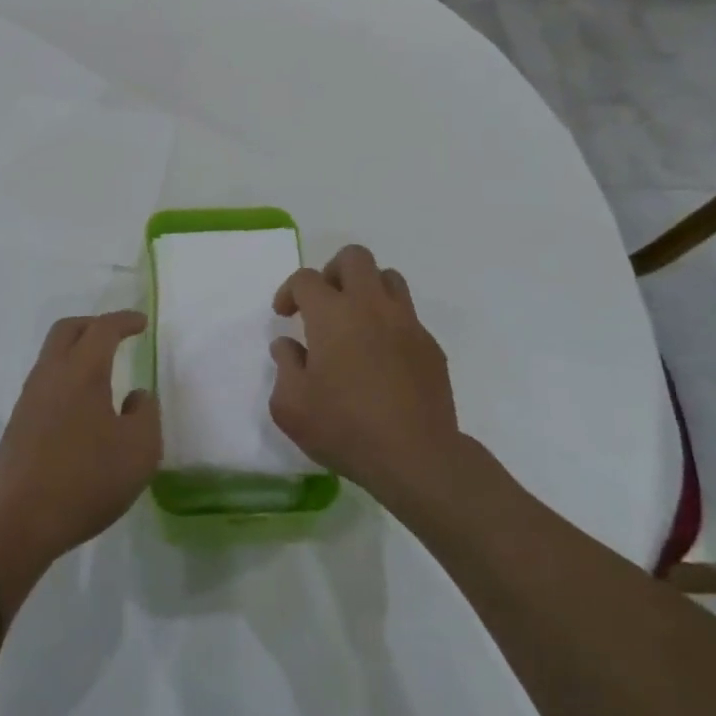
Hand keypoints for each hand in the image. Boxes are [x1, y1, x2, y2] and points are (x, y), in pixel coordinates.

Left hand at [0, 311, 159, 564]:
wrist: (19, 520)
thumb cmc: (86, 479)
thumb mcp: (139, 450)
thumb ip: (146, 414)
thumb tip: (137, 396)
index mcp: (82, 371)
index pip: (103, 329)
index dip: (124, 321)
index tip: (142, 323)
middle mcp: (51, 374)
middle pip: (68, 330)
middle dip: (94, 326)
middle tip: (117, 336)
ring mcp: (29, 398)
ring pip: (52, 355)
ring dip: (77, 352)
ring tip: (102, 374)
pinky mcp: (19, 423)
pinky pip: (46, 382)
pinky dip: (66, 378)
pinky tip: (82, 408)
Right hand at [269, 246, 461, 501]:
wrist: (417, 457)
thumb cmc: (345, 428)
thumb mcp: (291, 406)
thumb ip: (284, 367)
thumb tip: (288, 346)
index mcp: (332, 314)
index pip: (306, 278)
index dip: (290, 291)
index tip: (285, 315)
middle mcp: (371, 306)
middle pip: (354, 257)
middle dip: (333, 271)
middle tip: (323, 303)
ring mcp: (407, 324)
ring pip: (388, 278)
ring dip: (367, 290)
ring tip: (355, 322)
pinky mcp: (431, 347)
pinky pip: (408, 317)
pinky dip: (390, 324)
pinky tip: (382, 358)